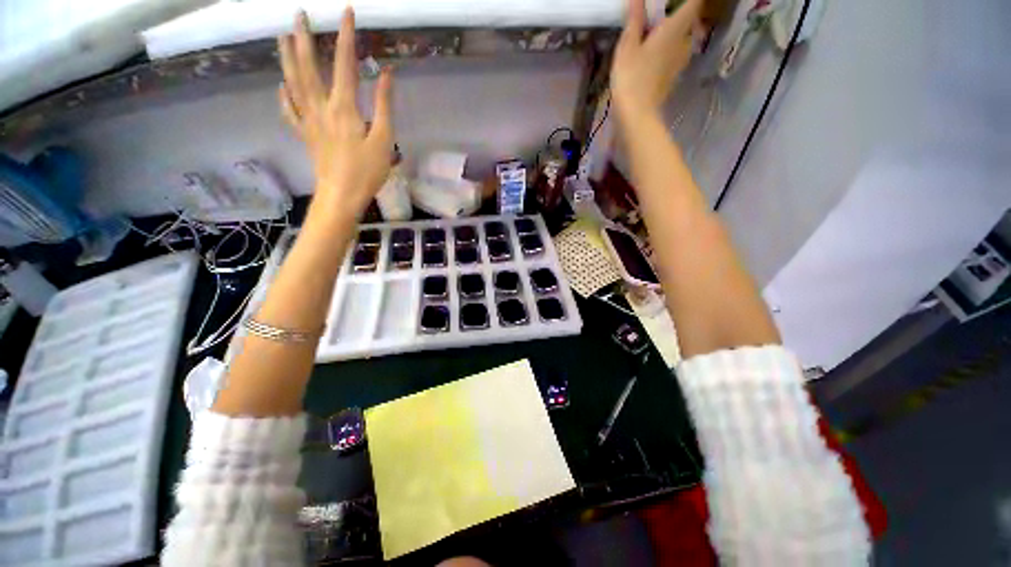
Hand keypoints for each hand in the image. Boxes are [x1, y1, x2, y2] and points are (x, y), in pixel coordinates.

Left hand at [278, 9, 393, 217]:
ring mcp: (309, 120)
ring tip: (282, 37)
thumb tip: (386, 73)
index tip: (346, 11)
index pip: (344, 63)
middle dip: (304, 37)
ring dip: (287, 57)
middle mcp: (321, 107)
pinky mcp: (305, 134)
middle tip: (299, 14)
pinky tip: (281, 84)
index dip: (346, 36)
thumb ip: (383, 106)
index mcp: (343, 107)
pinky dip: (284, 95)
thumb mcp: (384, 140)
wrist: (341, 195)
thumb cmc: (367, 171)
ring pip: (293, 82)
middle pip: (308, 66)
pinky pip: (289, 110)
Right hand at [611, 0, 702, 124]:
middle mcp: (684, 42)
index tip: (672, 2)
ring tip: (655, 32)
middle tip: (659, 15)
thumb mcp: (627, 46)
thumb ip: (634, 19)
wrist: (637, 115)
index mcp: (675, 29)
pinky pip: (677, 53)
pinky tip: (654, 52)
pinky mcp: (673, 76)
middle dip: (680, 13)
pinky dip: (669, 47)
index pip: (694, 2)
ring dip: (675, 31)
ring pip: (684, 38)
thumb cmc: (631, 78)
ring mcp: (680, 61)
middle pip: (690, 20)